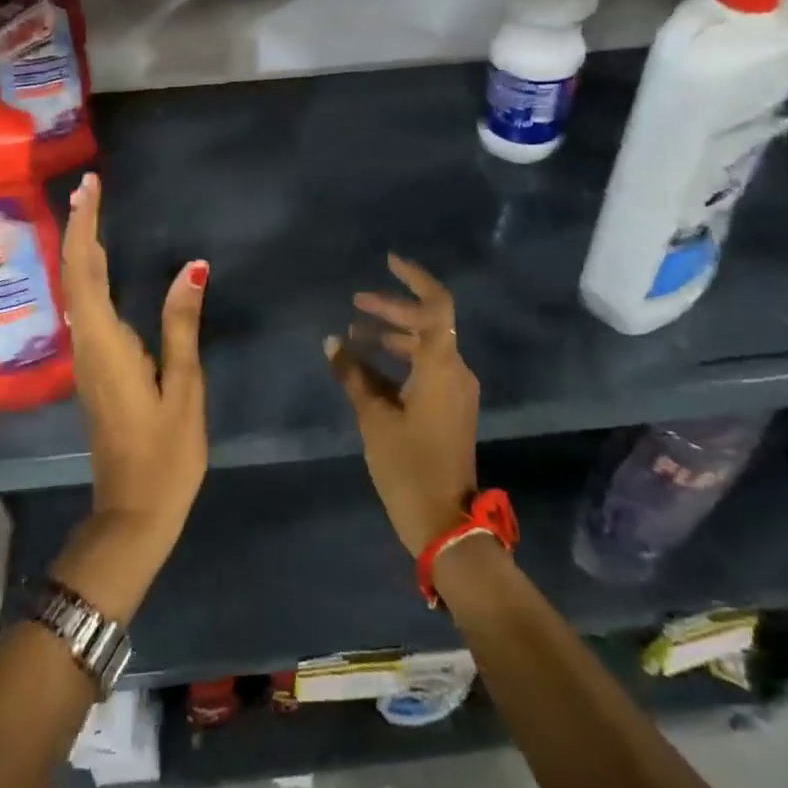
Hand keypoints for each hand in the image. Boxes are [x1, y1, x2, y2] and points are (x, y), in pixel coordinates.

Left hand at [51, 172, 208, 621]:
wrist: (133, 513)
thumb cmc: (165, 453)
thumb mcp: (183, 387)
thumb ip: (182, 325)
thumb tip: (191, 267)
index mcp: (105, 344)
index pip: (84, 271)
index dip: (83, 226)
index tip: (89, 188)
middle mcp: (86, 345)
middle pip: (74, 275)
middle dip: (78, 228)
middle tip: (90, 188)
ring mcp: (87, 359)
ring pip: (76, 291)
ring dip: (81, 248)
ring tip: (93, 213)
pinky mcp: (95, 369)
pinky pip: (86, 308)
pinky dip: (89, 275)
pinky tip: (103, 265)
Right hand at [327, 255, 480, 555]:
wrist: (446, 524)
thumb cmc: (408, 467)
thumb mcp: (374, 419)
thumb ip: (352, 375)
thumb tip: (332, 342)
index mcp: (441, 366)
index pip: (437, 305)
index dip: (415, 278)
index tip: (388, 262)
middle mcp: (455, 370)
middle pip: (427, 323)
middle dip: (391, 310)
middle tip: (355, 304)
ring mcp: (455, 390)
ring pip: (425, 347)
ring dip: (392, 336)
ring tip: (354, 335)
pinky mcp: (450, 408)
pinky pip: (425, 369)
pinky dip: (399, 361)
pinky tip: (367, 367)